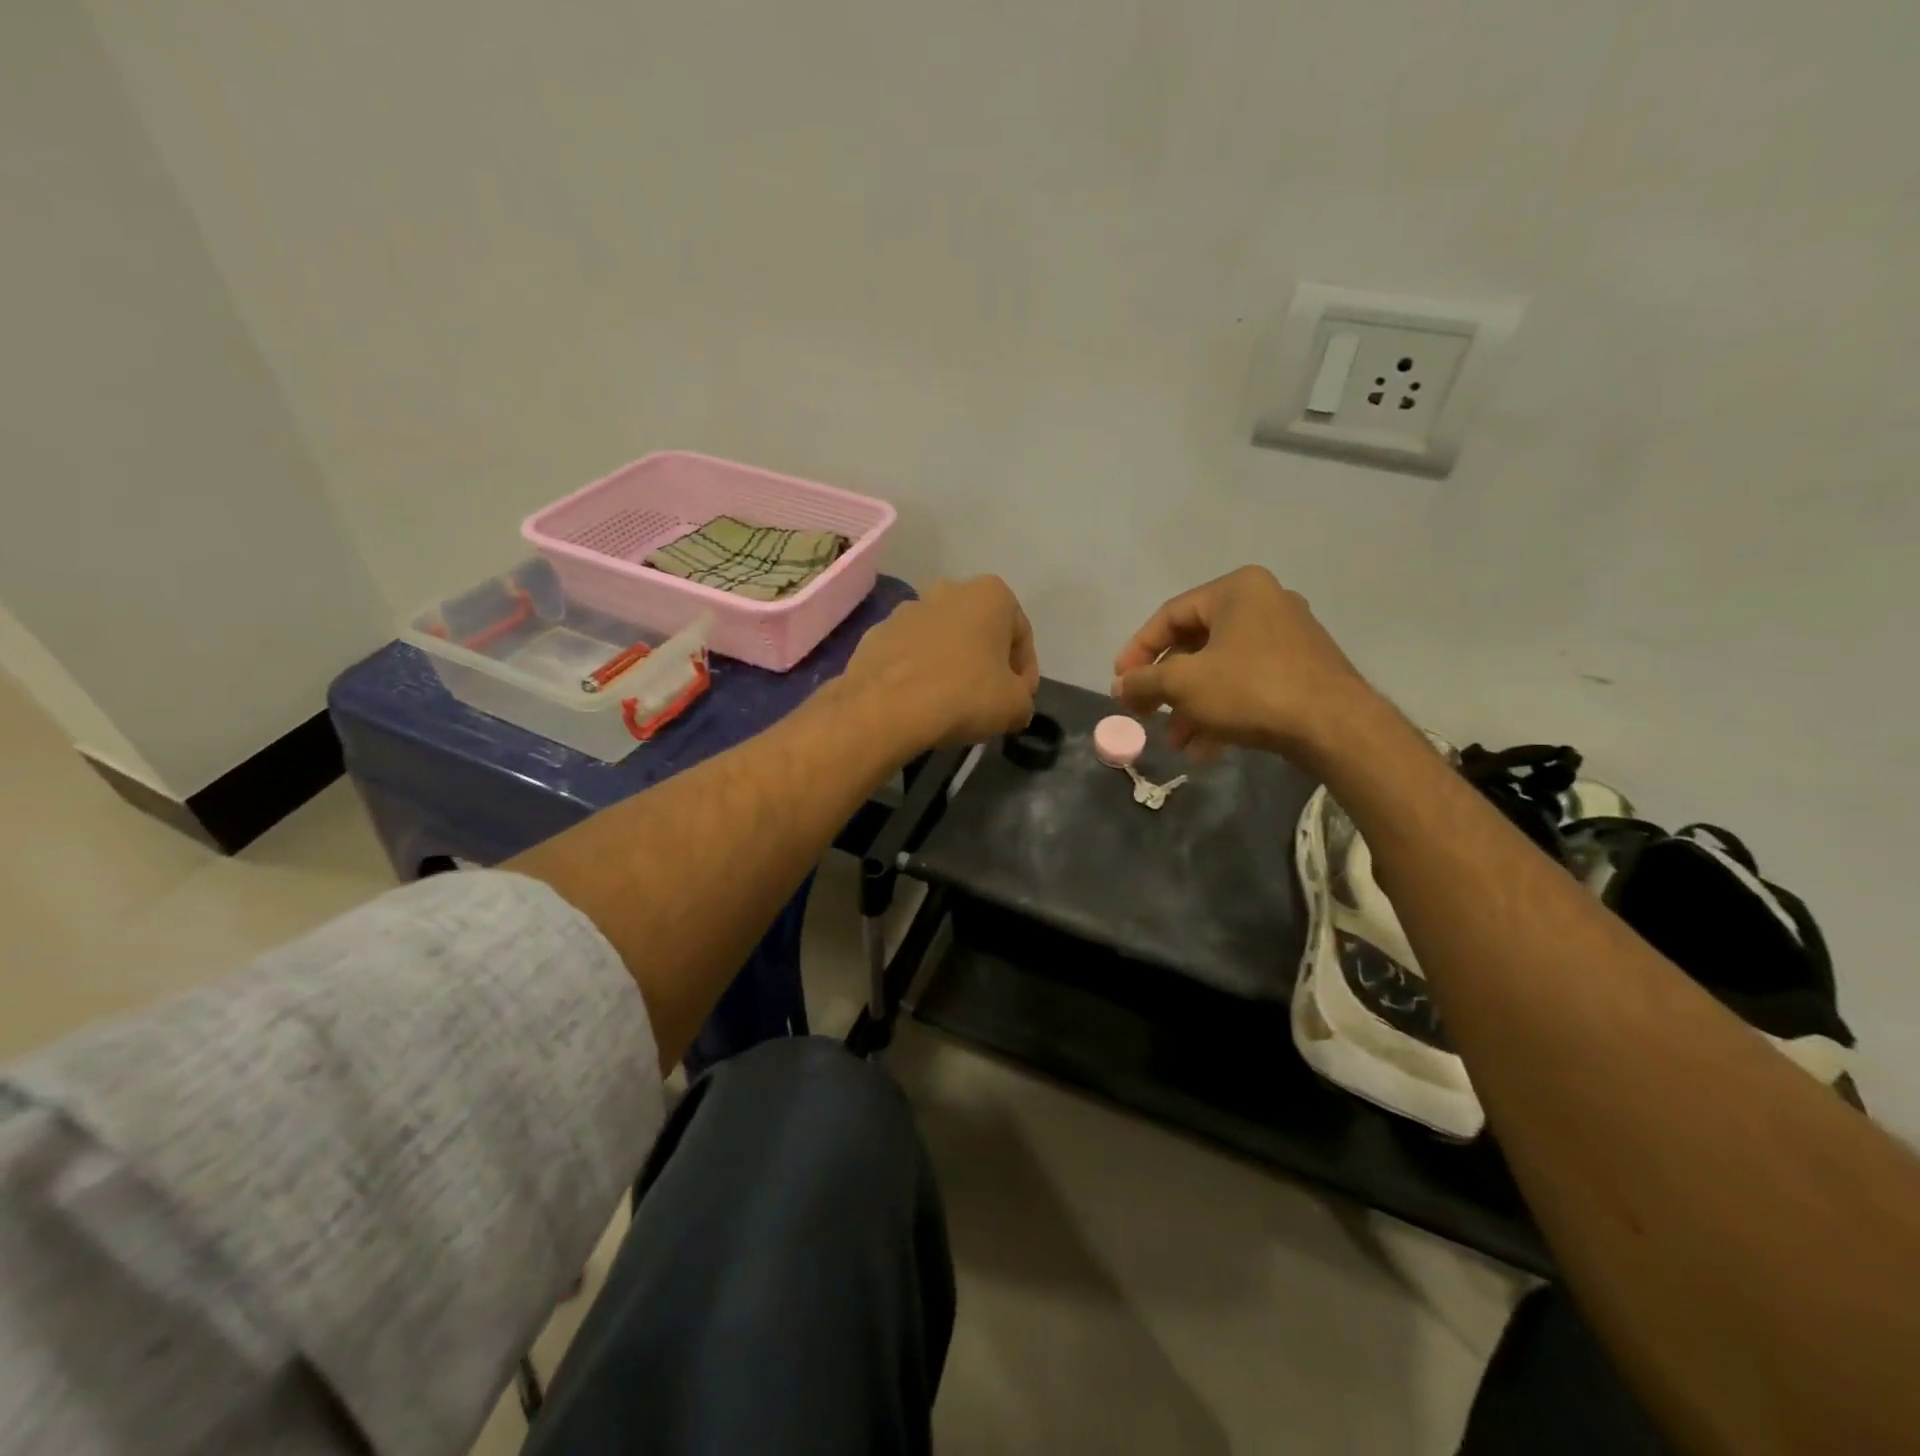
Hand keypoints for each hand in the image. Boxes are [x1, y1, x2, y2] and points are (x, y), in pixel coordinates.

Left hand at [845, 576, 1039, 749]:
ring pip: (941, 640)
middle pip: (979, 631)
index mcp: (989, 594)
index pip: (1021, 634)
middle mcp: (947, 590)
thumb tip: (1012, 702)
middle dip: (986, 662)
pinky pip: (909, 654)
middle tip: (988, 700)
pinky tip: (919, 702)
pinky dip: (918, 673)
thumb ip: (1023, 698)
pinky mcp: (875, 634)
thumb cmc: (964, 695)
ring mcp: (906, 610)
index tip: (1019, 699)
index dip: (1025, 672)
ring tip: (951, 704)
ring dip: (950, 665)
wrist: (886, 708)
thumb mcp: (1016, 706)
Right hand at [1111, 566, 1374, 761]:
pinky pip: (1246, 685)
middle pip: (1194, 645)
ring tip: (1175, 742)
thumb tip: (1119, 685)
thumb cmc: (1251, 689)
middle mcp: (1263, 604)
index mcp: (1236, 591)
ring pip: (1220, 671)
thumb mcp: (1184, 683)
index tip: (1119, 683)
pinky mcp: (1300, 670)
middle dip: (1166, 688)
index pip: (1169, 616)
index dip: (1137, 651)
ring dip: (1191, 707)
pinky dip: (1222, 712)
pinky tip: (1205, 750)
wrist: (1335, 727)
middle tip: (1144, 713)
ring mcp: (1286, 638)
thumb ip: (1144, 681)